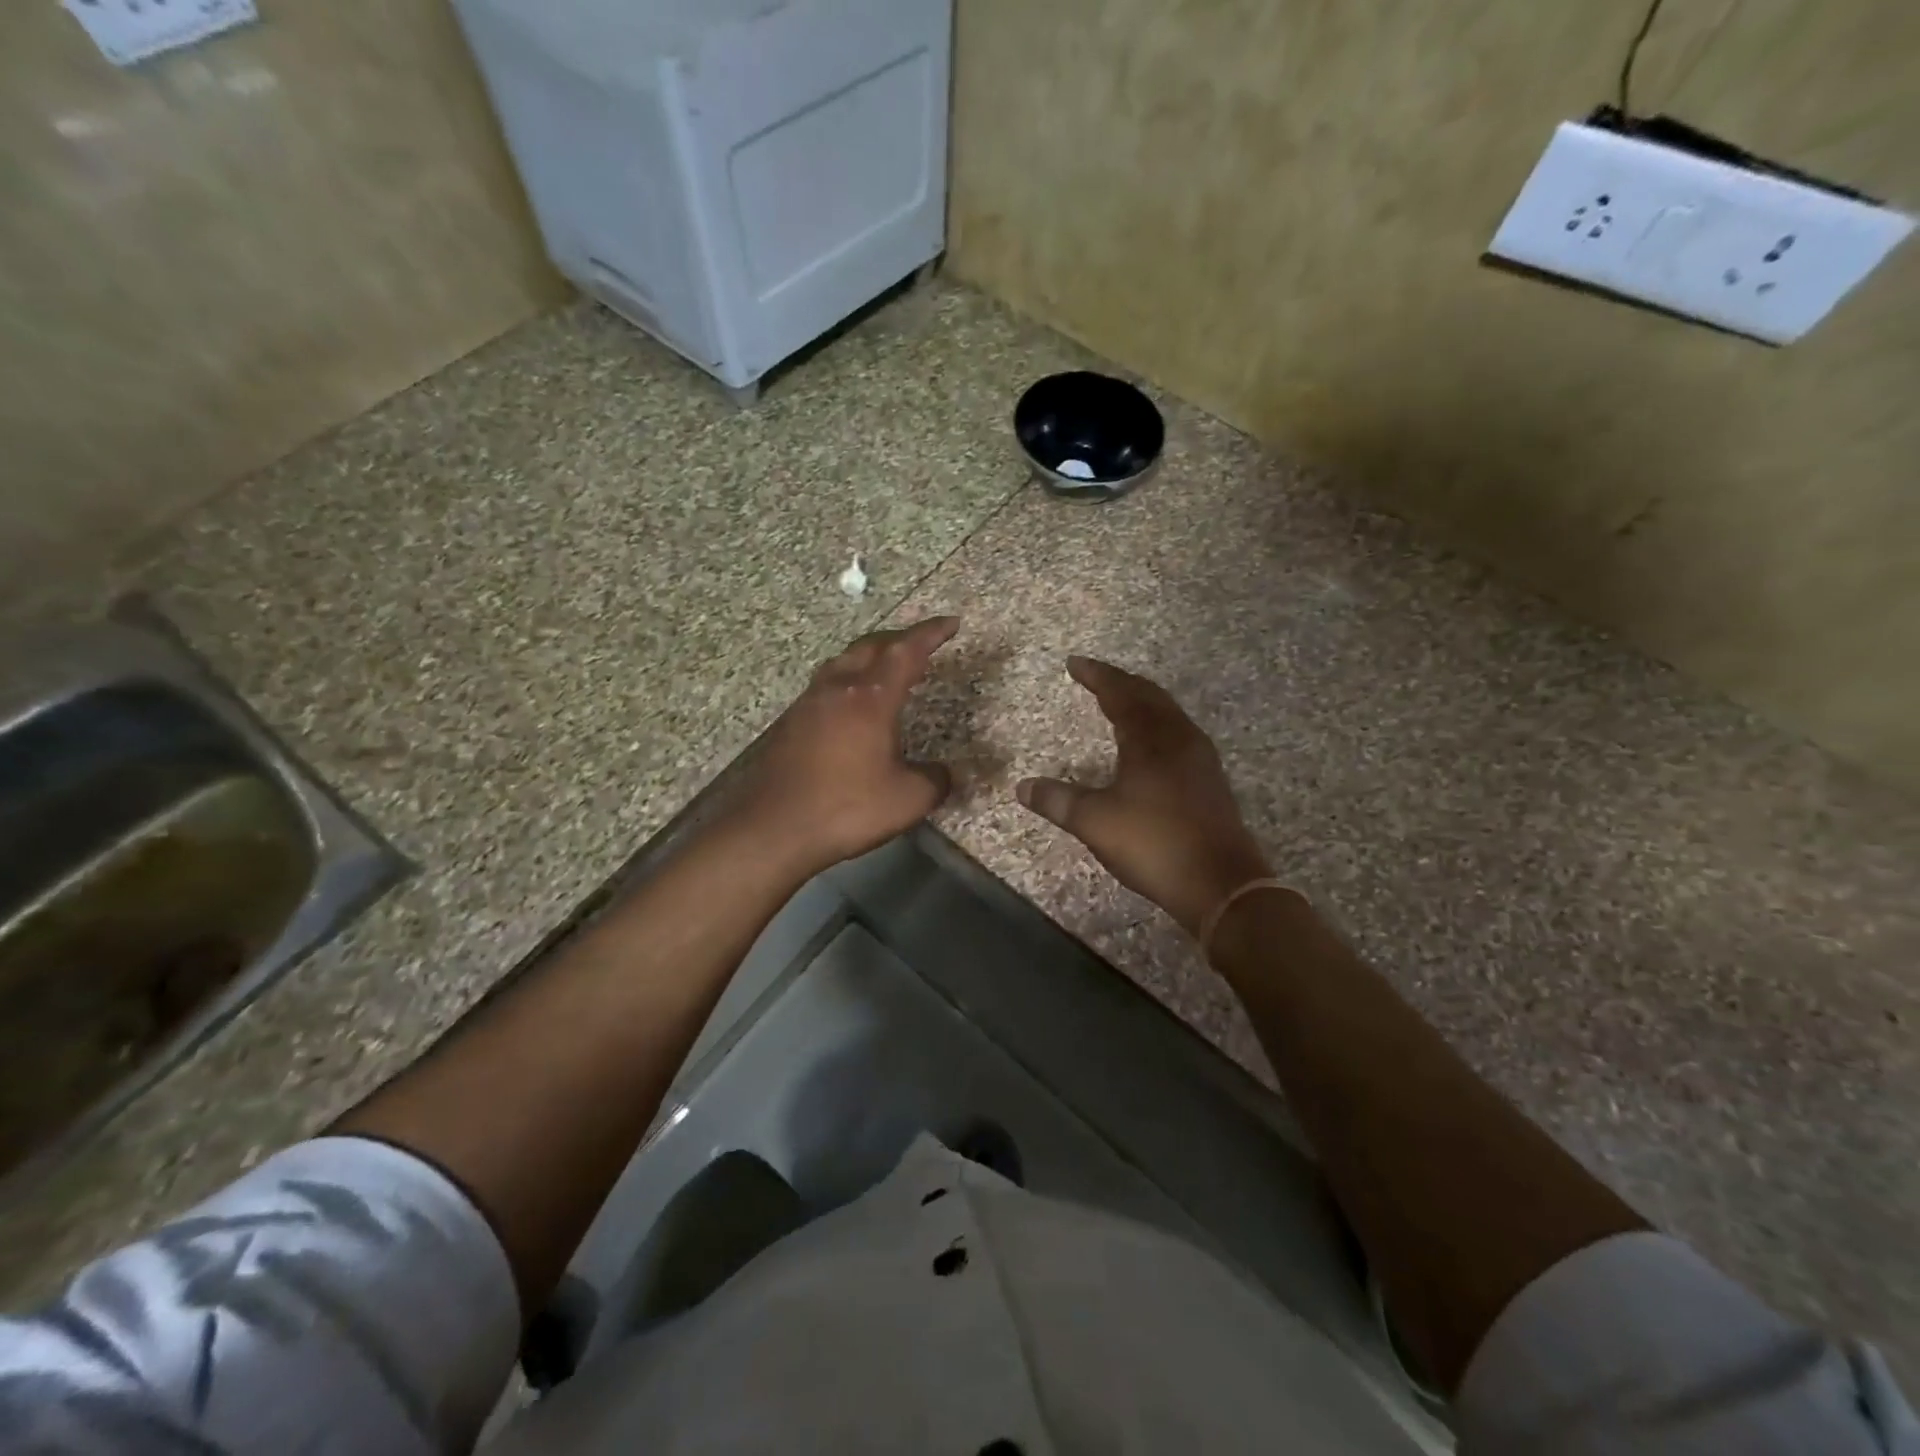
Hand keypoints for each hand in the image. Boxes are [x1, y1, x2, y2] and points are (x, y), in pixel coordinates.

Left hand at [727, 617, 959, 875]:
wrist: (772, 828)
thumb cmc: (846, 808)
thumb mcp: (907, 800)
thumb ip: (934, 780)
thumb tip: (945, 773)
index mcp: (870, 698)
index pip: (906, 651)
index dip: (931, 633)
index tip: (950, 623)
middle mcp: (837, 690)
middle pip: (870, 646)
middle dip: (899, 638)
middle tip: (921, 643)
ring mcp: (808, 704)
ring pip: (842, 662)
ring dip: (868, 656)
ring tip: (886, 667)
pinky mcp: (790, 724)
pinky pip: (825, 686)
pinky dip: (848, 680)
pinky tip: (851, 705)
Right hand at [1017, 657, 1271, 934]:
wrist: (1221, 884)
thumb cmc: (1154, 844)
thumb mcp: (1095, 823)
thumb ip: (1058, 801)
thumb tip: (1022, 787)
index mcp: (1150, 740)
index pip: (1120, 694)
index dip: (1096, 675)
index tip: (1073, 663)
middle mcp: (1179, 739)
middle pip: (1149, 696)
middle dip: (1119, 682)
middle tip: (1095, 675)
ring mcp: (1200, 759)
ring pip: (1168, 714)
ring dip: (1142, 701)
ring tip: (1120, 701)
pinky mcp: (1210, 780)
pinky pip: (1178, 733)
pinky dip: (1156, 724)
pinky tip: (1150, 743)